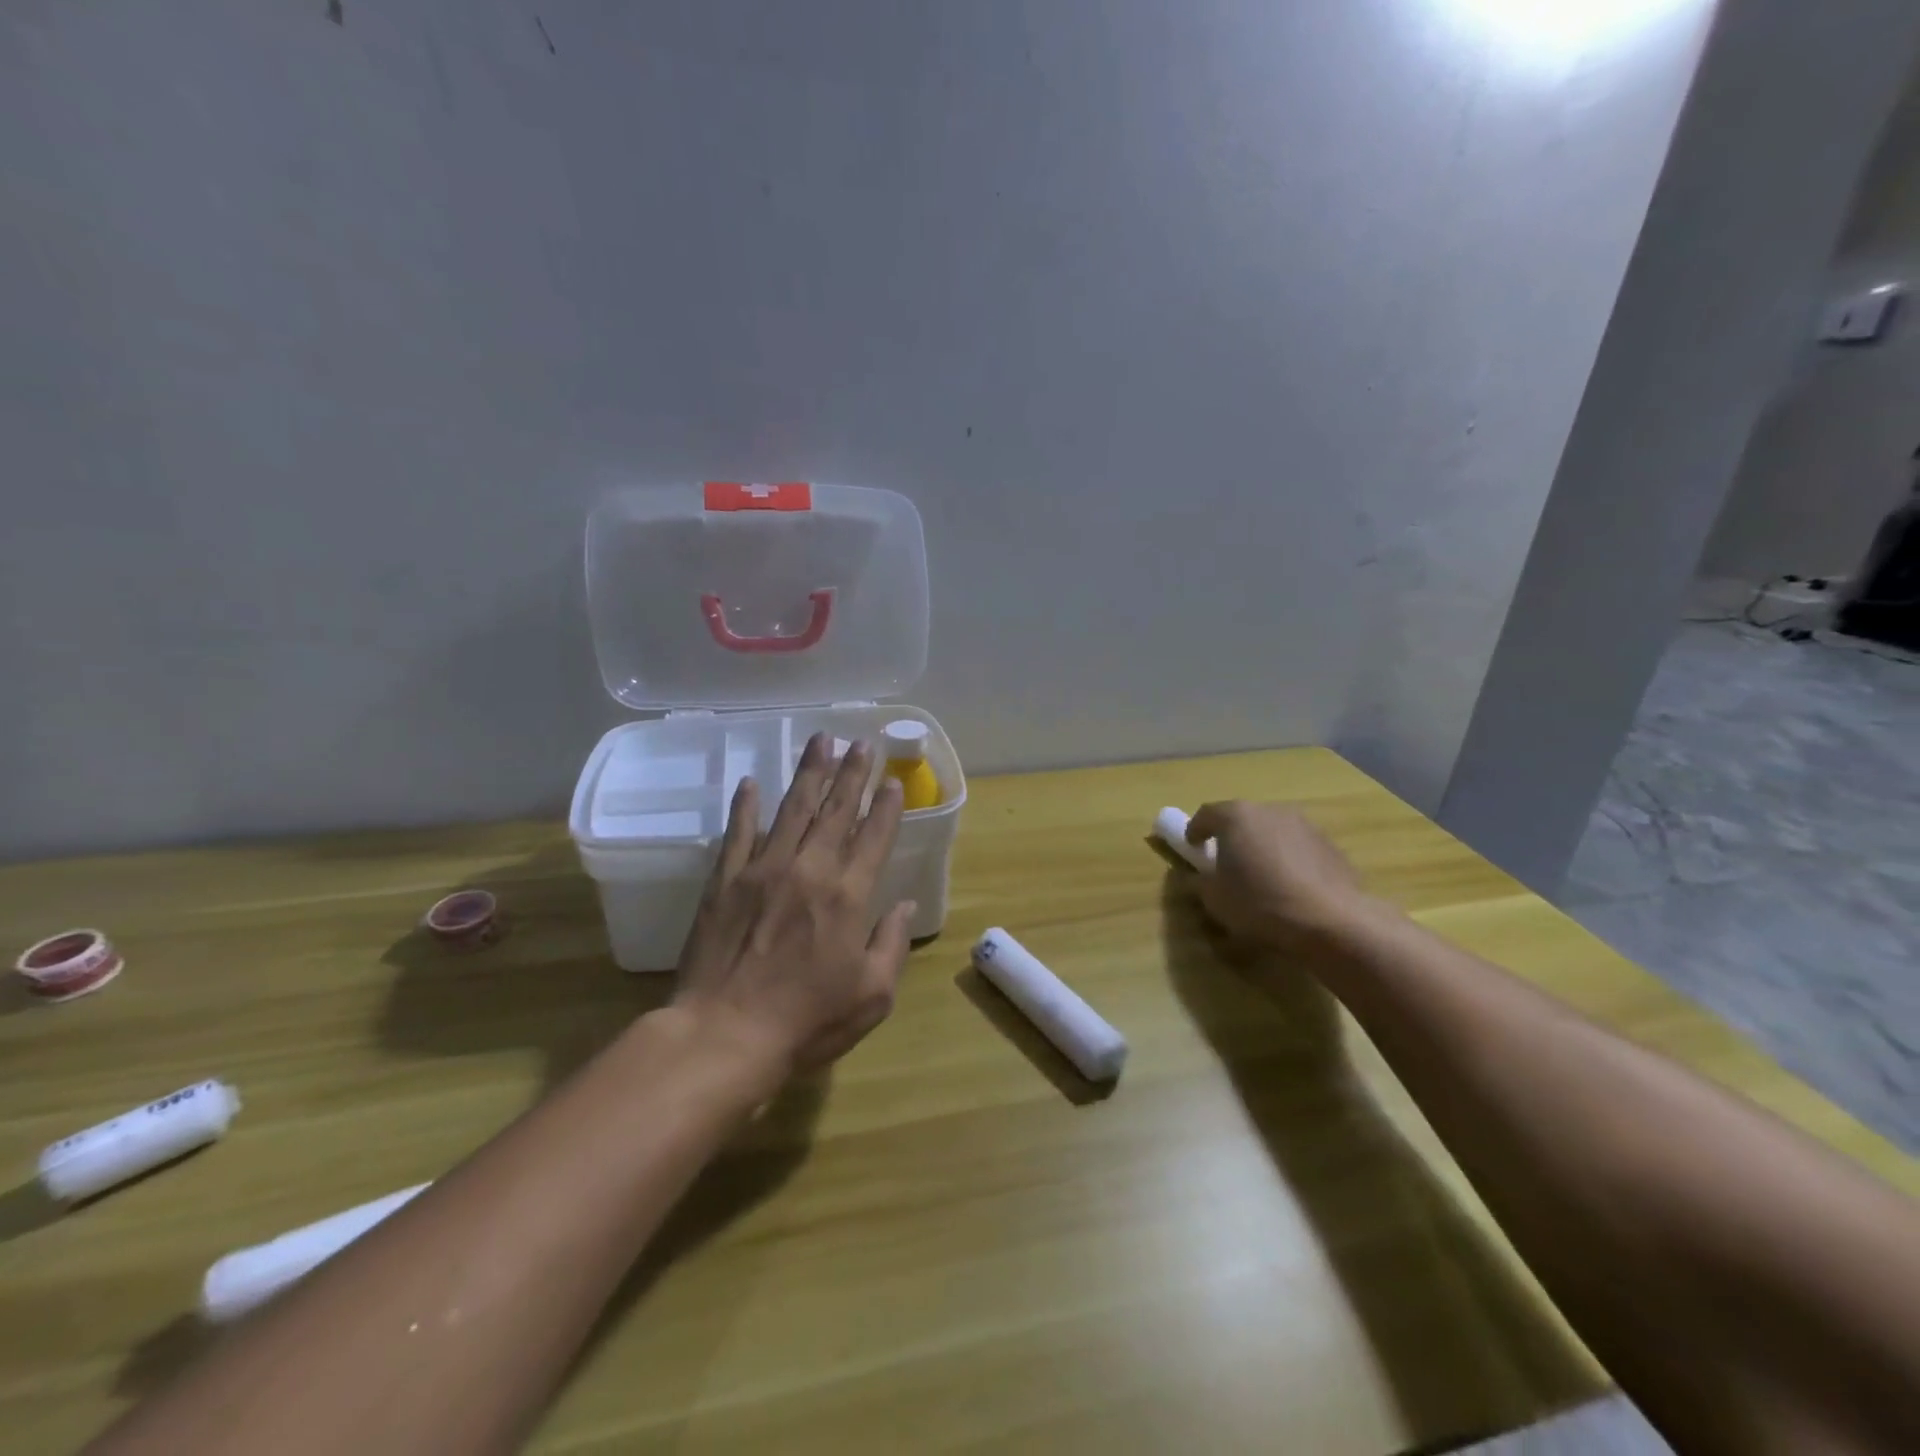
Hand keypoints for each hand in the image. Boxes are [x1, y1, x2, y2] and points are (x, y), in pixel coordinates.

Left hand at [672, 734, 916, 1078]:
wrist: (724, 1035)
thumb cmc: (806, 1021)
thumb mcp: (872, 995)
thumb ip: (892, 944)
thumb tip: (903, 906)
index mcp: (848, 894)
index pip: (873, 836)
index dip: (886, 806)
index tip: (893, 781)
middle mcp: (809, 869)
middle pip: (835, 809)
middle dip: (852, 773)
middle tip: (862, 743)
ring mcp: (763, 869)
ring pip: (792, 809)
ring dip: (809, 773)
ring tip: (821, 741)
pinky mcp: (725, 880)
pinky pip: (738, 832)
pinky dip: (745, 806)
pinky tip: (750, 783)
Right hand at [1184, 801, 1375, 948]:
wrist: (1331, 920)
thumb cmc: (1260, 903)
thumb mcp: (1214, 899)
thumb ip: (1199, 882)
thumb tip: (1197, 877)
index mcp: (1236, 817)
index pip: (1206, 814)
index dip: (1195, 830)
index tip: (1192, 848)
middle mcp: (1270, 811)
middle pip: (1243, 819)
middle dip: (1232, 837)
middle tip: (1226, 862)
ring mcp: (1305, 825)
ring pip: (1273, 831)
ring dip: (1263, 847)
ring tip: (1262, 876)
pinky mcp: (1330, 845)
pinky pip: (1298, 847)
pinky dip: (1289, 860)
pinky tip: (1291, 888)